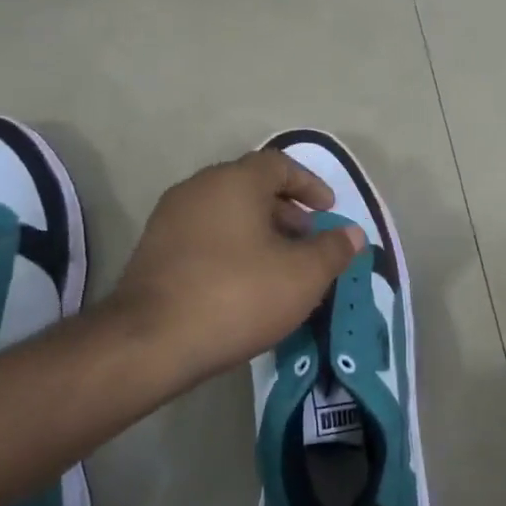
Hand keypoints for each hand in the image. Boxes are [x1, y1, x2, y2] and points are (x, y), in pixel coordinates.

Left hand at [104, 150, 363, 387]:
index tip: (328, 211)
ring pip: (227, 212)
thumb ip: (333, 249)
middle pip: (251, 187)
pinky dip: (232, 247)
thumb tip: (353, 234)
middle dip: (286, 211)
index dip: (310, 184)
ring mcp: (169, 219)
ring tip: (280, 266)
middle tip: (308, 240)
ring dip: (259, 231)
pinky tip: (245, 283)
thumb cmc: (237, 295)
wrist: (151, 341)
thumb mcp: (303, 276)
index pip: (279, 164)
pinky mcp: (153, 250)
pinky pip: (205, 235)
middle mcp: (198, 188)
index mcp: (235, 181)